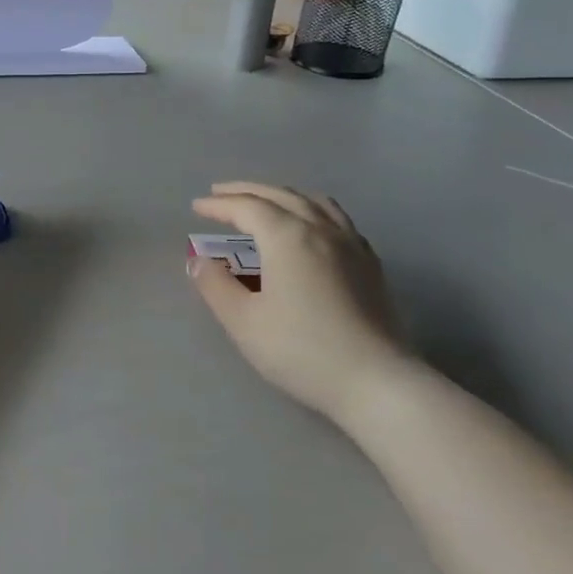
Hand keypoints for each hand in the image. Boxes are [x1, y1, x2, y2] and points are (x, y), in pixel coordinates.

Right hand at [188, 182, 404, 422]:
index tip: (196, 207)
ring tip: (265, 201)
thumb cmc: (302, 350)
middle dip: (247, 191)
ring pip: (314, 202)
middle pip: (280, 195)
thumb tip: (197, 261)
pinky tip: (311, 227)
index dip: (219, 205)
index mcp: (287, 236)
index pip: (247, 207)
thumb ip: (215, 285)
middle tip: (220, 193)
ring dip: (282, 195)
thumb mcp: (243, 321)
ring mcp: (351, 244)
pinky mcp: (370, 264)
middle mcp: (321, 229)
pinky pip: (337, 219)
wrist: (376, 382)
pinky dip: (313, 210)